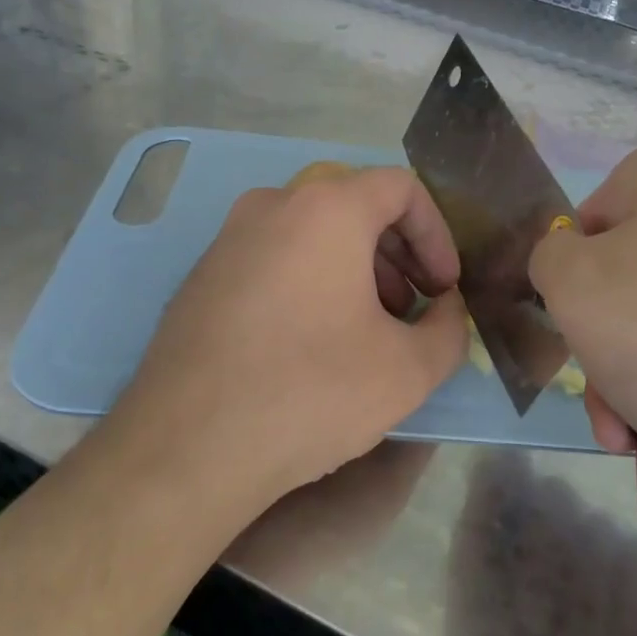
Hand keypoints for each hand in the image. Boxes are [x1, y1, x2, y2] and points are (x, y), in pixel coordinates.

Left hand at [108, 166, 467, 513]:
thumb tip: (445, 309)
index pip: (402, 187)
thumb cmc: (310, 393)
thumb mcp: (408, 370)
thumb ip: (449, 328)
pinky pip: (275, 257)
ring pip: (313, 232)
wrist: (187, 448)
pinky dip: (311, 280)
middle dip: (399, 254)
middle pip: (356, 205)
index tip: (443, 287)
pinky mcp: (203, 275)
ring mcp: (229, 237)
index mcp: (326, 209)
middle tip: (412, 308)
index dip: (438, 233)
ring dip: (357, 269)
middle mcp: (273, 205)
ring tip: (368, 329)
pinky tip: (314, 341)